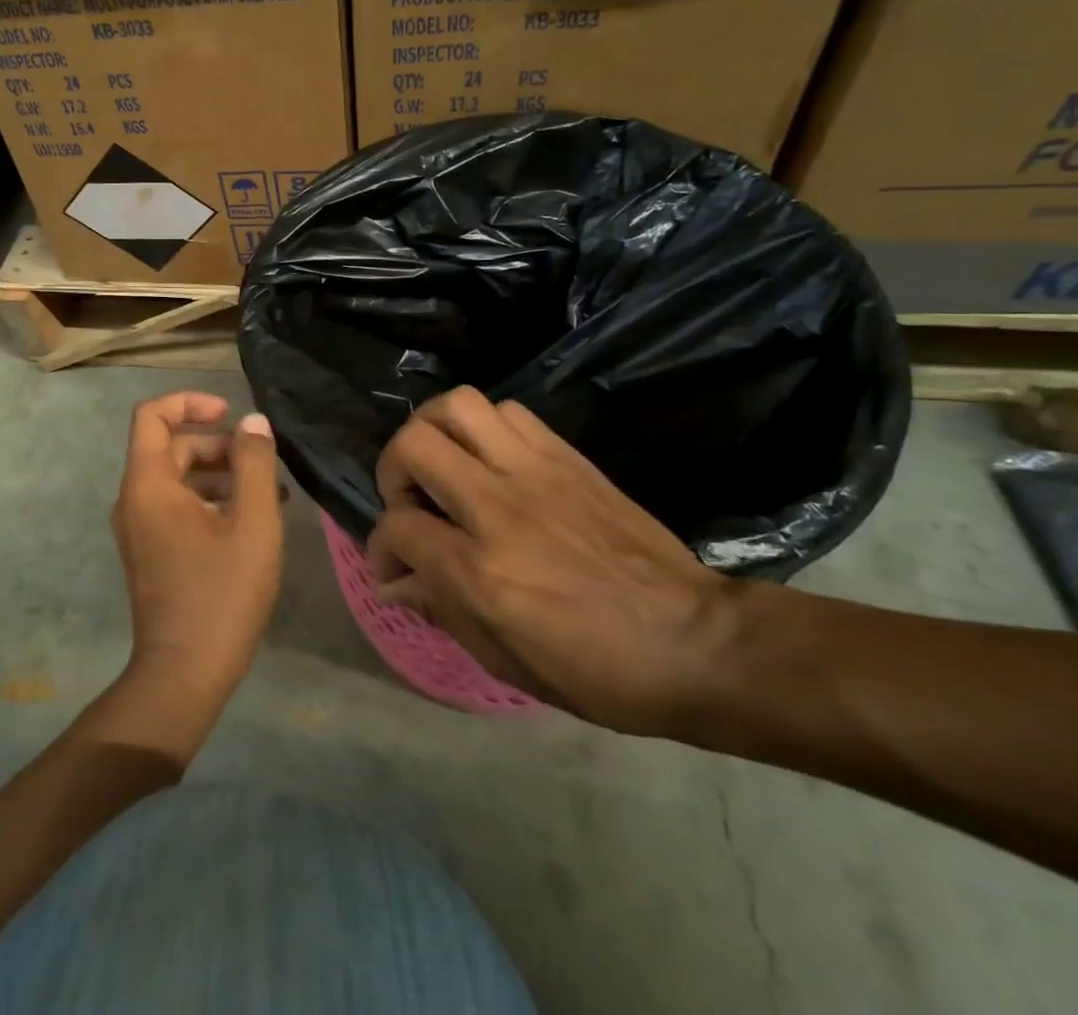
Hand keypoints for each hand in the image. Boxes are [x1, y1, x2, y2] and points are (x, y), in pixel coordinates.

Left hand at [111, 392, 283, 700]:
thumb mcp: (253, 523)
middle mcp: (134, 501)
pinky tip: (250, 524)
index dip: (190, 402)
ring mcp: (140, 530)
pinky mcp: (151, 553)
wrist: (183, 675)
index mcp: (149, 485)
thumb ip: (255, 465)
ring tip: (269, 496)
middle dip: (218, 446)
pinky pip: (177, 508)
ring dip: (220, 476)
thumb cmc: (221, 593)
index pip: (153, 415)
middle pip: (171, 447)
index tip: (230, 414)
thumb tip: (253, 422)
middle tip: (262, 465)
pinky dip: (210, 502)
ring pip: (178, 479)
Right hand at [367, 388, 738, 735]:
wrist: (695, 642)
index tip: (393, 564)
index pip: (399, 528)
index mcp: (480, 571)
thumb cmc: (595, 670)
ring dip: (435, 430)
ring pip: (459, 406)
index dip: (382, 546)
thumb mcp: (506, 660)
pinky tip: (492, 460)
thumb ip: (441, 608)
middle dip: (394, 468)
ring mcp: (535, 473)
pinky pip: (509, 412)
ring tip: (444, 462)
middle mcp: (498, 507)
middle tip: (409, 498)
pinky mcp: (567, 457)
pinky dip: (485, 427)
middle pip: (415, 445)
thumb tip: (395, 579)